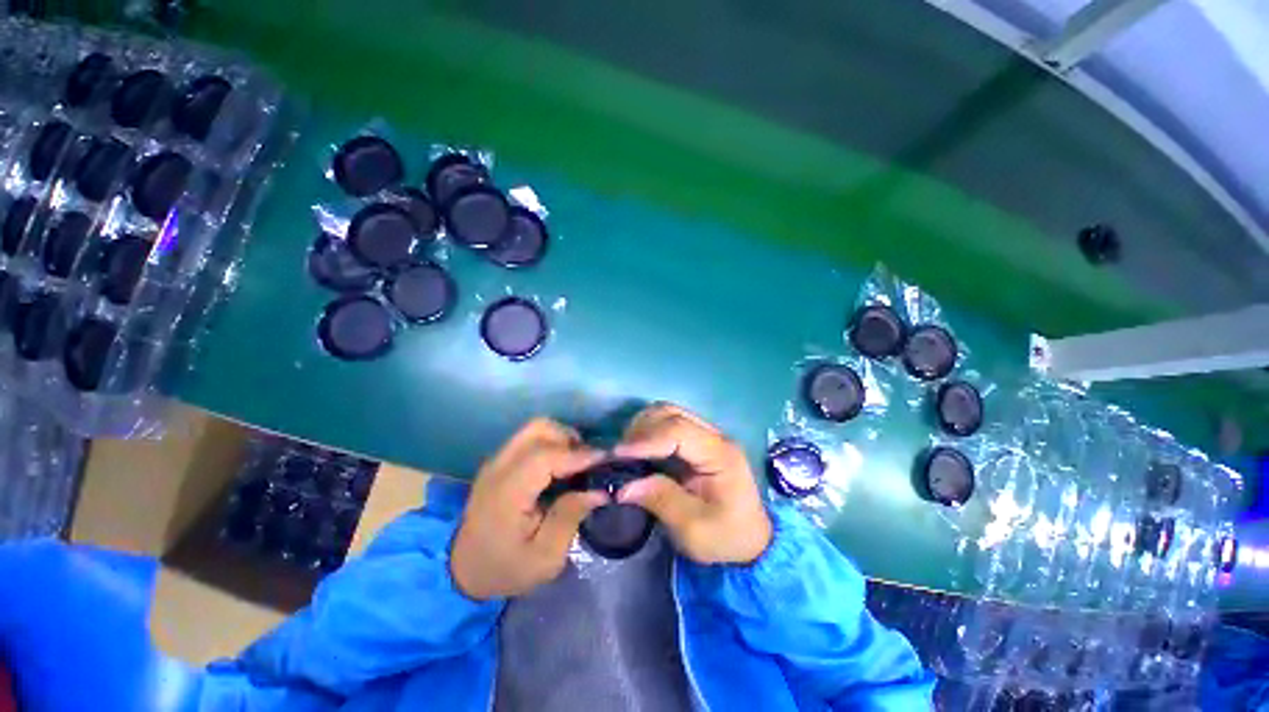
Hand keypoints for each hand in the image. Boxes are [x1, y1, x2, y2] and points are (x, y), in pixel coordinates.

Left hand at [450, 418, 607, 600]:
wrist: (463, 569)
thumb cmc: (506, 567)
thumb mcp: (545, 558)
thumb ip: (570, 518)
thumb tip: (599, 491)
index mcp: (506, 493)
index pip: (545, 456)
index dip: (578, 454)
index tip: (605, 459)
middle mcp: (498, 468)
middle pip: (539, 429)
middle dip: (570, 439)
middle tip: (588, 463)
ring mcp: (497, 460)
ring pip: (535, 428)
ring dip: (561, 438)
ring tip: (575, 463)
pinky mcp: (500, 460)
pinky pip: (531, 437)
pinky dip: (551, 443)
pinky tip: (560, 466)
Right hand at [614, 404, 771, 564]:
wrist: (751, 540)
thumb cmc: (725, 537)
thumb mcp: (693, 529)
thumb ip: (660, 500)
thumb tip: (623, 486)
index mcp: (720, 455)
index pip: (678, 431)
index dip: (646, 439)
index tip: (618, 455)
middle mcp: (715, 437)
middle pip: (672, 414)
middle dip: (641, 429)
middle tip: (620, 455)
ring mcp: (707, 435)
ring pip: (669, 413)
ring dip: (644, 427)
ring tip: (628, 451)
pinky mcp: (698, 441)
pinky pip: (669, 423)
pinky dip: (649, 431)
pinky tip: (639, 450)